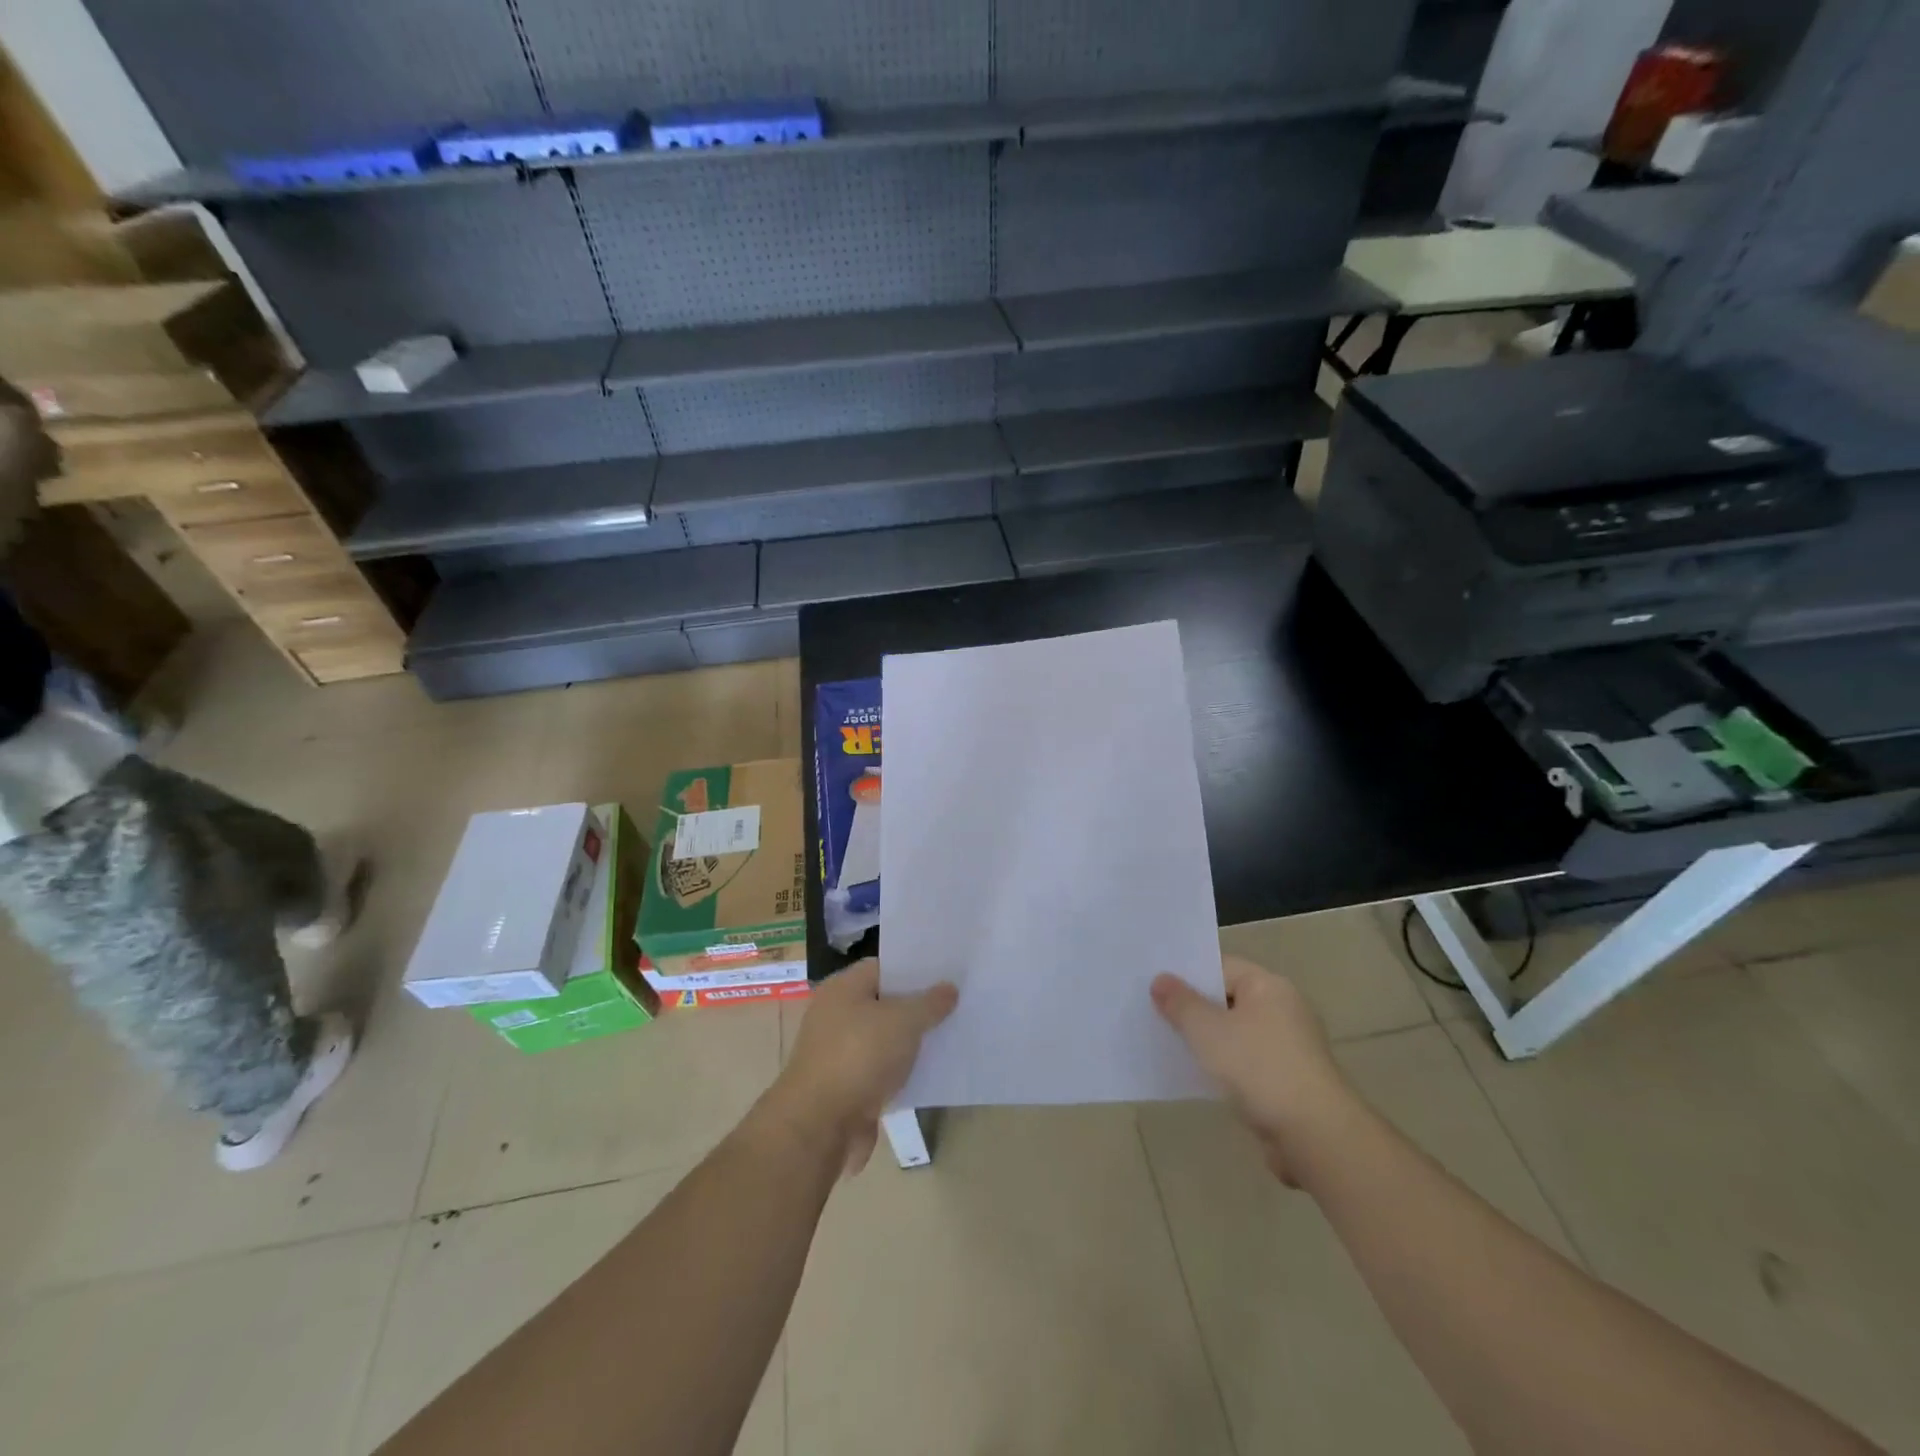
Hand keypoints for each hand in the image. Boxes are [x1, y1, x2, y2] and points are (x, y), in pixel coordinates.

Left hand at [765, 959, 957, 1174]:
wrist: (819, 1127)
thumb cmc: (859, 1057)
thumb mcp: (903, 1021)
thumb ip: (929, 1003)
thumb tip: (948, 988)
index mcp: (842, 989)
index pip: (883, 967)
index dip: (914, 969)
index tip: (947, 974)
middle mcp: (837, 1016)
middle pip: (884, 1003)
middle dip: (917, 1006)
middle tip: (957, 1004)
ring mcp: (840, 1054)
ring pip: (885, 1040)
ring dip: (911, 1043)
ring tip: (952, 1036)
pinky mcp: (848, 1089)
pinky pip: (882, 1071)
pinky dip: (903, 1073)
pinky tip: (932, 1073)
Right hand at [1151, 955, 1356, 1184]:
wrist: (1315, 1136)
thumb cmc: (1258, 1068)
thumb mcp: (1207, 1030)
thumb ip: (1180, 1003)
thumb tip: (1160, 980)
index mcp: (1269, 986)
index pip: (1221, 967)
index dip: (1188, 975)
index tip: (1155, 986)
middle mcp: (1284, 1009)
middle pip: (1229, 999)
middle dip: (1195, 1009)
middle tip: (1155, 1015)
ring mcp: (1290, 1047)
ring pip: (1237, 1034)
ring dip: (1209, 1041)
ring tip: (1171, 1045)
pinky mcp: (1290, 1081)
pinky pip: (1248, 1062)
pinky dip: (1226, 1067)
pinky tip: (1201, 1077)